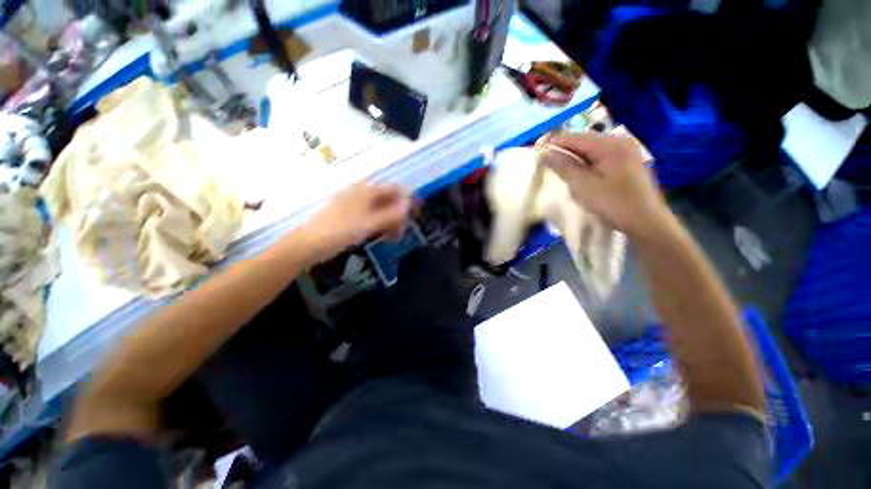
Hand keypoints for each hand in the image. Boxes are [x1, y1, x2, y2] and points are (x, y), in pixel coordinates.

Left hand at [298, 182, 411, 263]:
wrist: (309, 244)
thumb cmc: (341, 231)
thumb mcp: (370, 223)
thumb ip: (392, 214)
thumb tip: (410, 204)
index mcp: (366, 190)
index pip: (394, 189)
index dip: (406, 200)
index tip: (414, 216)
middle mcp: (361, 192)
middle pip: (388, 199)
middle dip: (398, 215)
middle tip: (401, 232)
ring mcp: (354, 203)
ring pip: (380, 208)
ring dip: (390, 221)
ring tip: (393, 237)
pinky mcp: (350, 214)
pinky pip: (371, 215)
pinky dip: (379, 224)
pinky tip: (381, 235)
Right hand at [540, 131, 673, 238]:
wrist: (646, 222)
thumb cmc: (613, 203)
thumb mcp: (583, 186)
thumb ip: (563, 167)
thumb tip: (545, 152)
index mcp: (610, 145)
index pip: (575, 138)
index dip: (554, 143)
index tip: (536, 149)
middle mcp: (619, 142)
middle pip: (583, 141)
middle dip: (563, 150)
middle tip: (545, 160)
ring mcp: (624, 151)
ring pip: (590, 149)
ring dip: (573, 157)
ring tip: (557, 166)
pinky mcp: (625, 162)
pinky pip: (598, 157)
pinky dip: (584, 163)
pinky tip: (576, 172)